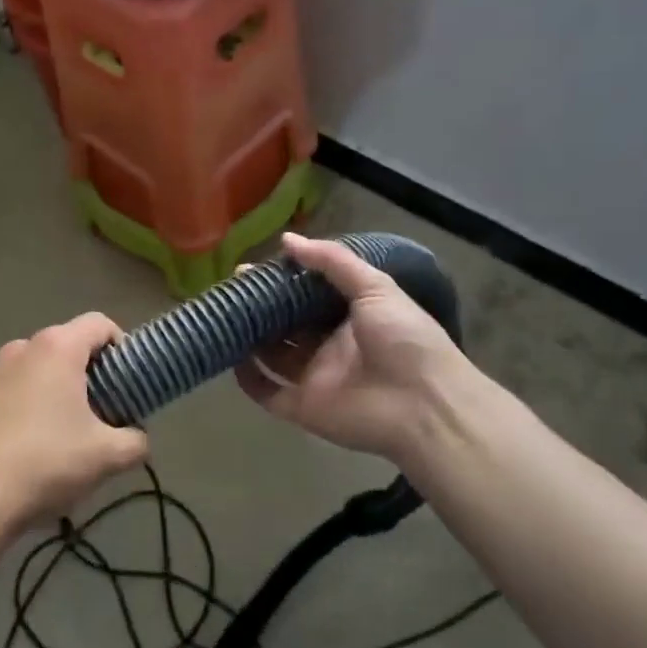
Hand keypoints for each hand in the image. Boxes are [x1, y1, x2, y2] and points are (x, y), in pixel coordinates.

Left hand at [0, 312, 147, 530]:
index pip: (99, 324)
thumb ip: (136, 441)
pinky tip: (16, 444)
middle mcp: (19, 348)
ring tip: (52, 430)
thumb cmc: (48, 462)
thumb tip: (139, 439)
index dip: (119, 345)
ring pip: (28, 369)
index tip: (124, 379)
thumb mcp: (109, 457)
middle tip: (95, 411)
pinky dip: (12, 407)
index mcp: (57, 348)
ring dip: (45, 388)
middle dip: (82, 372)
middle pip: (62, 346)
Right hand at [235, 233, 481, 463]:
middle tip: (231, 289)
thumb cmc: (404, 338)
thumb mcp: (376, 288)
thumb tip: (287, 240)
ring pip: (272, 355)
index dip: (281, 281)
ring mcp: (314, 378)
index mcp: (348, 317)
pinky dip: (248, 378)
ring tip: (223, 315)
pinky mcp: (302, 408)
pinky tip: (230, 357)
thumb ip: (333, 262)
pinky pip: (267, 392)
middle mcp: (328, 346)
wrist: (424, 403)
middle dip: (260, 307)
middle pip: (285, 324)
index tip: (252, 268)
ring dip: (249, 338)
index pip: (306, 296)